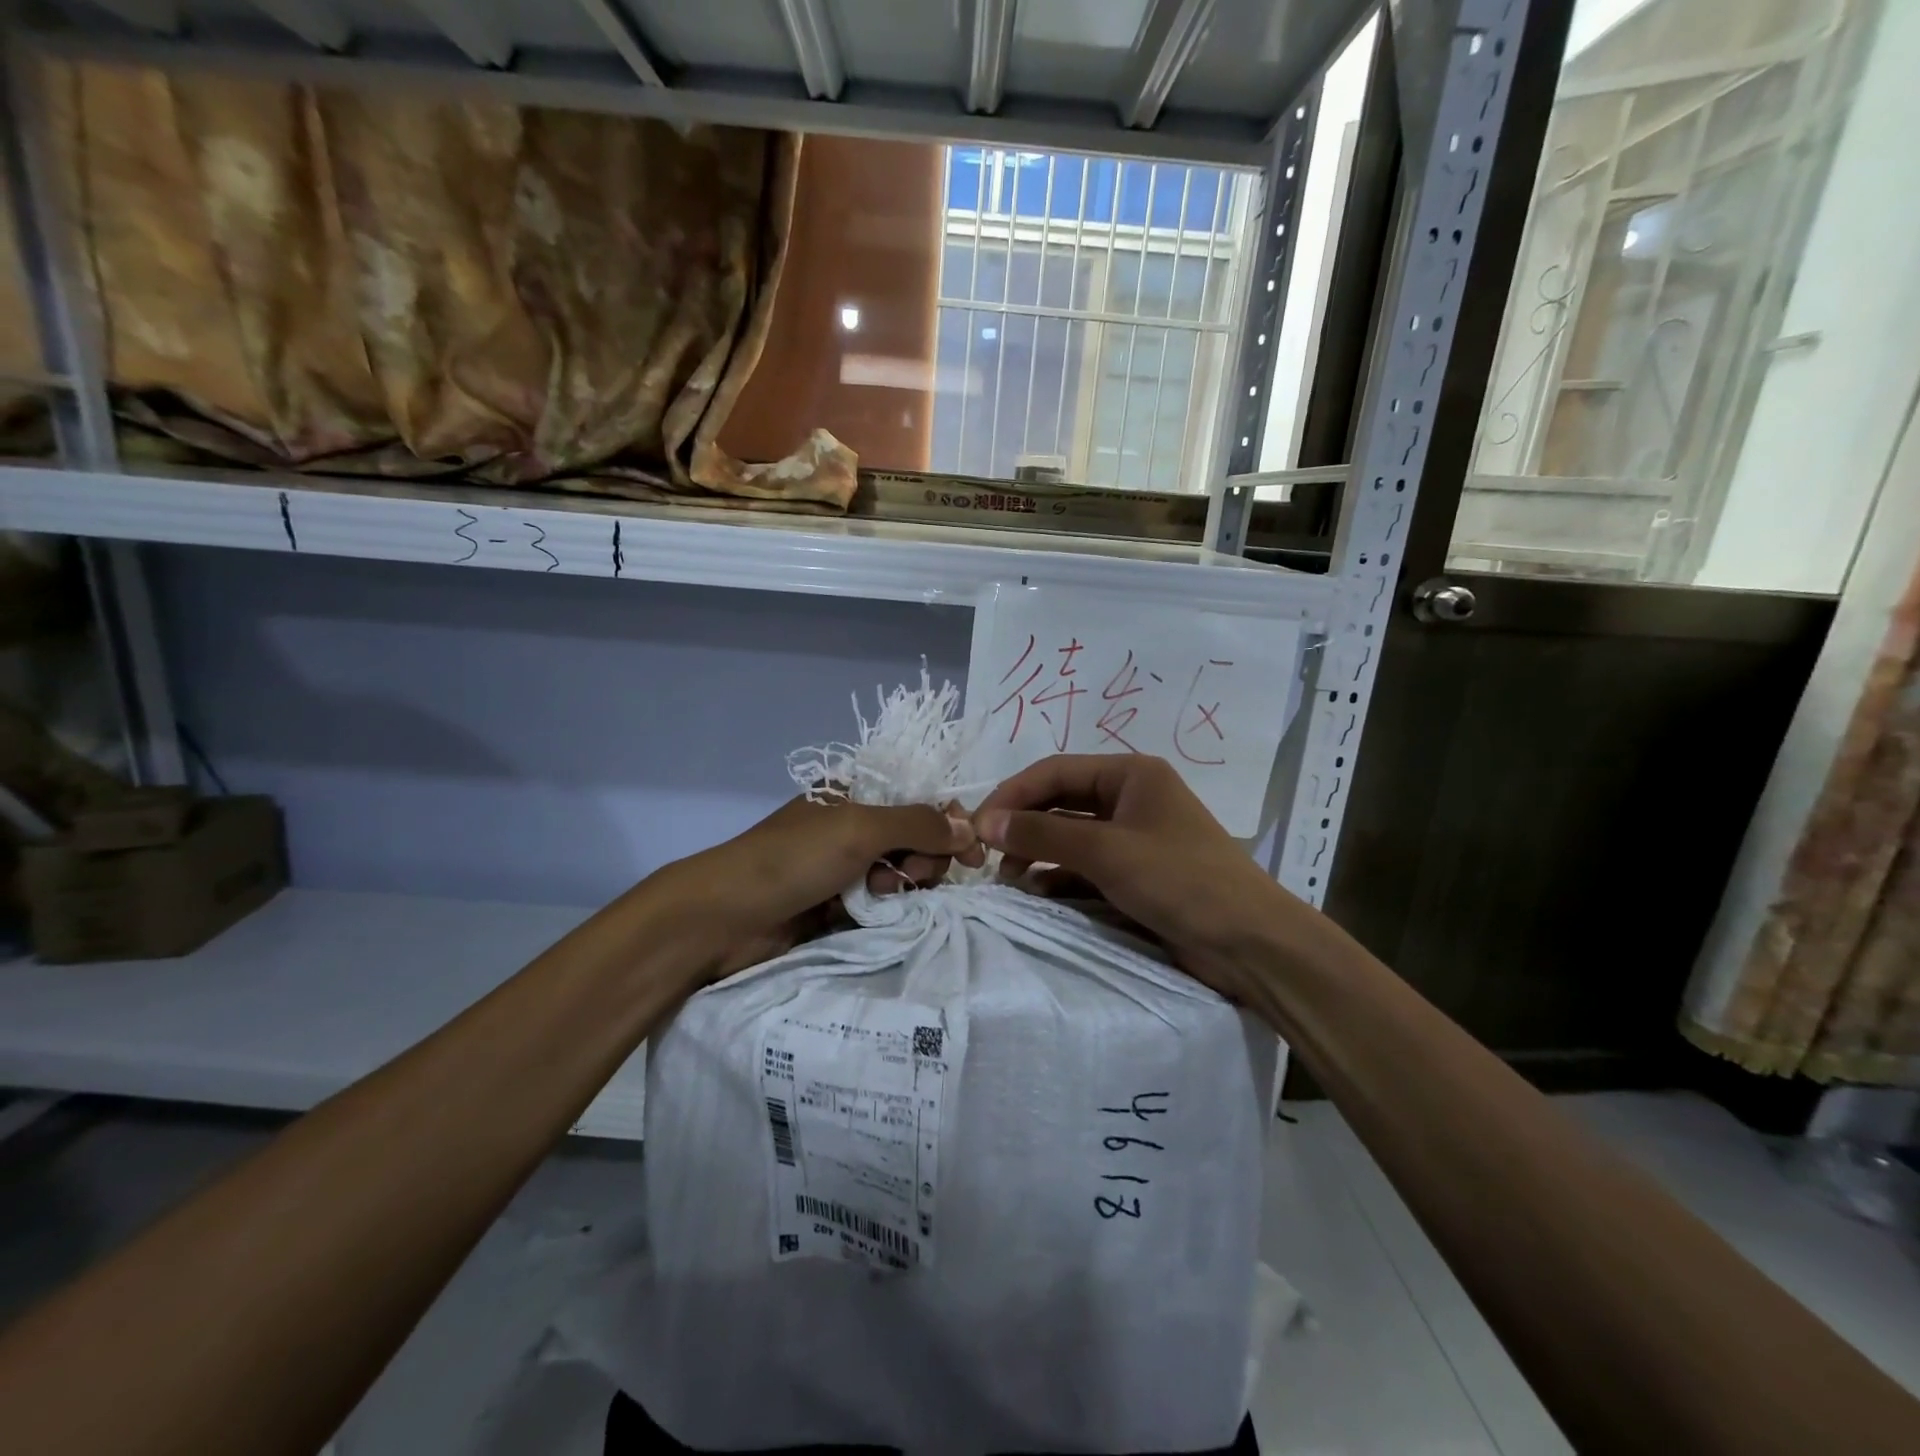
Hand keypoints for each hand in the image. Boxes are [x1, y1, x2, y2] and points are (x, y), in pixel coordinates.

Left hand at [646, 796, 983, 982]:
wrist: (724, 918)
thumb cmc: (793, 859)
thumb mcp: (859, 829)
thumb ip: (918, 824)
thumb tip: (969, 828)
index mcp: (854, 793)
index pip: (920, 800)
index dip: (950, 824)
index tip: (972, 855)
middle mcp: (851, 826)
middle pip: (916, 840)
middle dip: (921, 859)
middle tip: (905, 878)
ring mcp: (843, 867)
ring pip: (900, 875)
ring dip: (901, 886)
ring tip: (879, 897)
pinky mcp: (836, 905)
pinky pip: (880, 904)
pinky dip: (885, 909)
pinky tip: (875, 915)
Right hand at [974, 754, 1327, 1002]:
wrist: (1251, 944)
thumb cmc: (1180, 880)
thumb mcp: (1107, 851)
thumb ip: (1043, 834)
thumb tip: (985, 822)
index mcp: (1130, 774)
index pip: (1055, 771)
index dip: (1012, 794)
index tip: (976, 825)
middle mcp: (1130, 798)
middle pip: (1060, 801)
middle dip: (1023, 825)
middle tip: (987, 854)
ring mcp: (1134, 838)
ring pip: (1070, 835)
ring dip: (1038, 852)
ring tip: (1009, 878)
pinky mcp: (1136, 874)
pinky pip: (1085, 866)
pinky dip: (1059, 876)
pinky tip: (1037, 893)